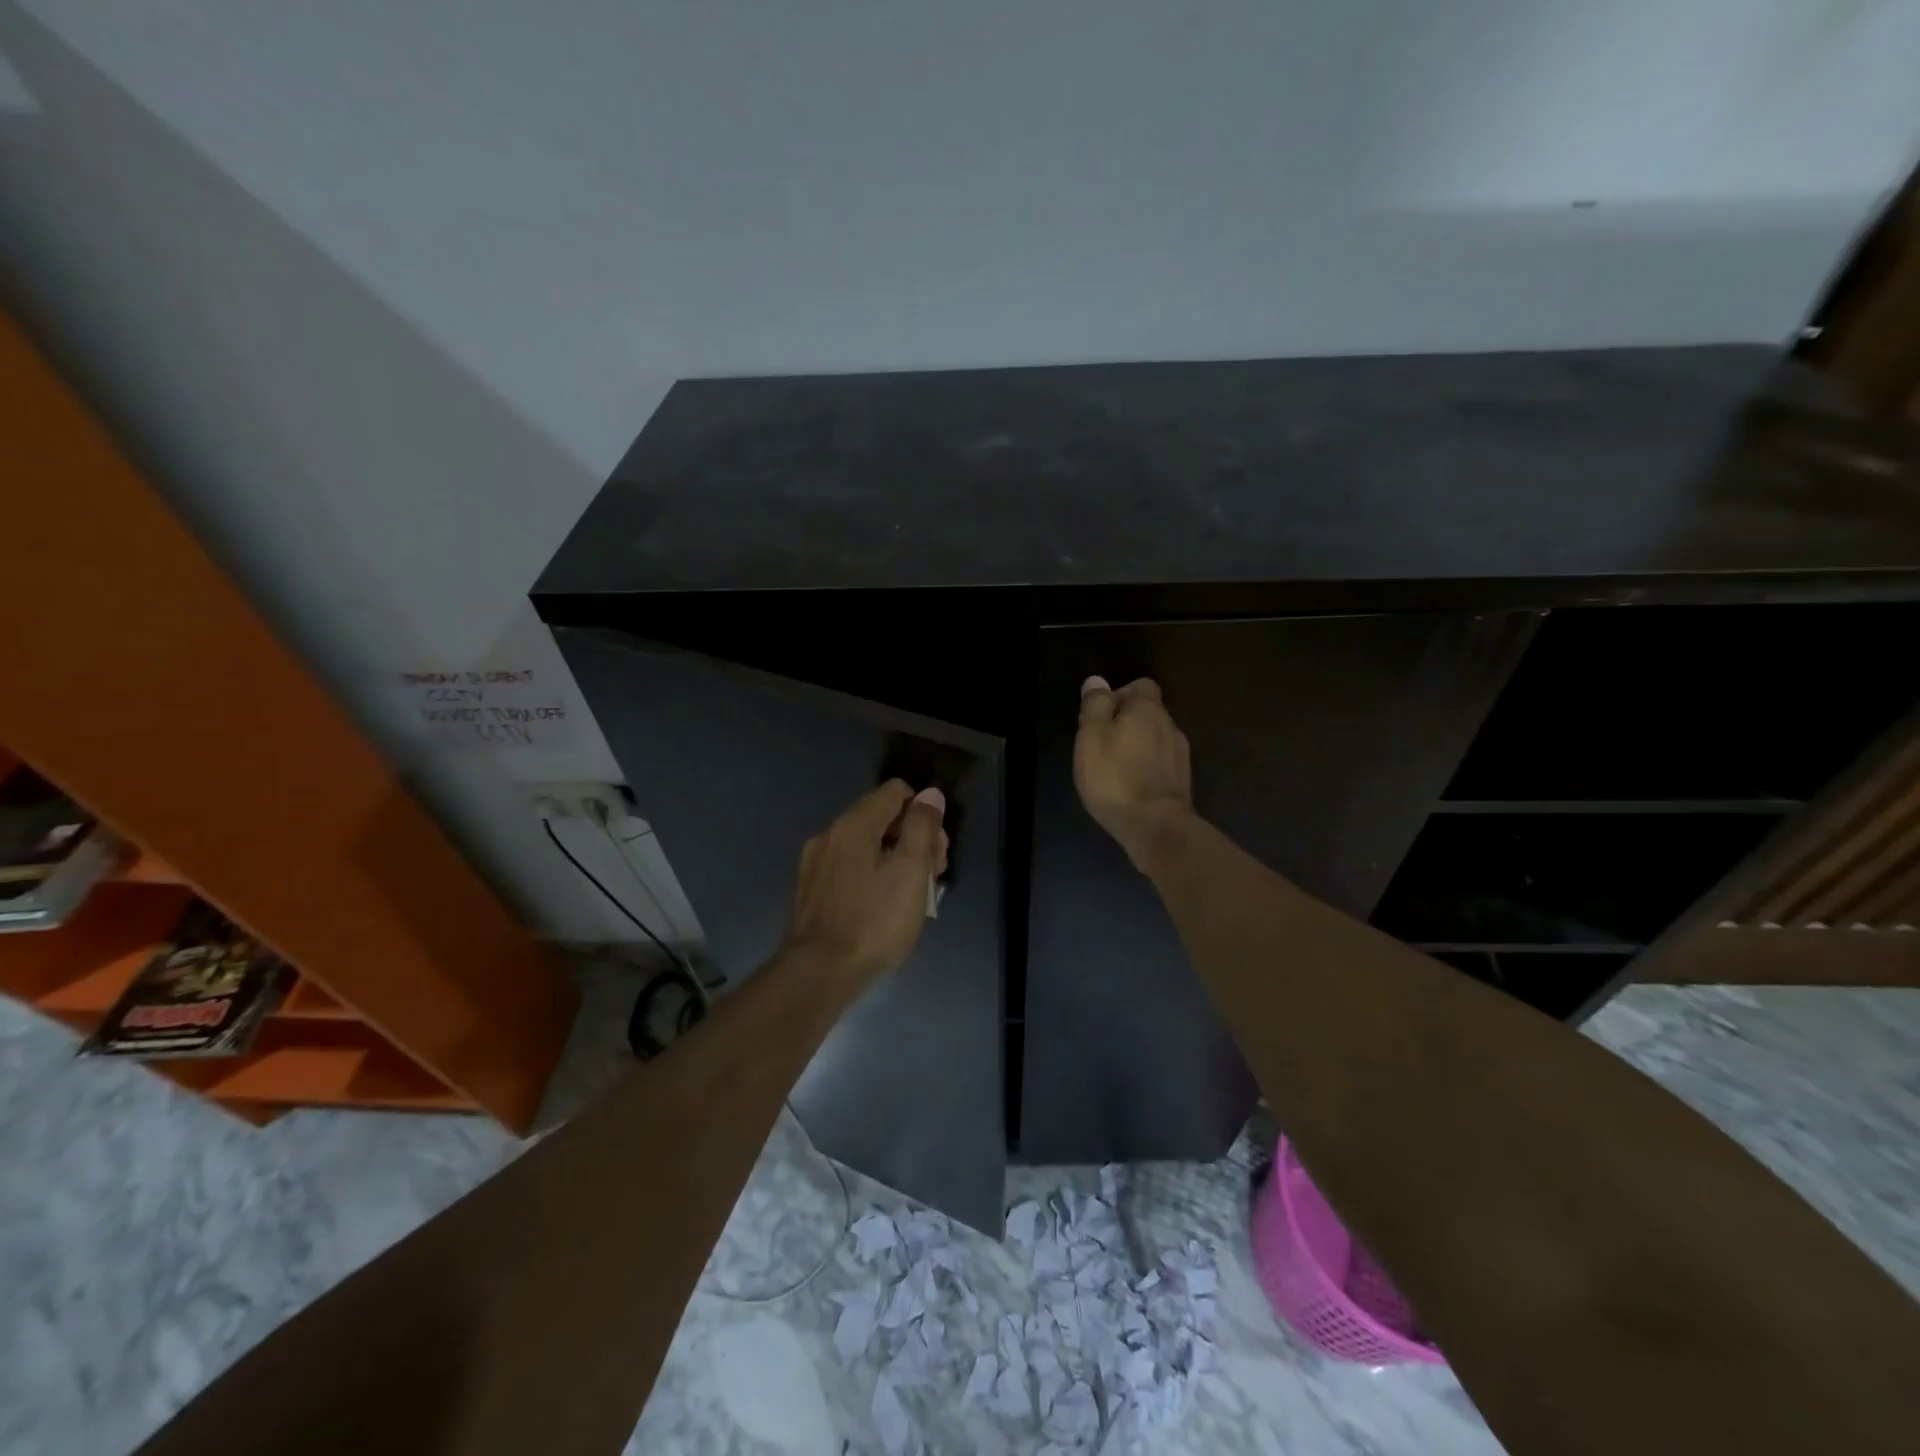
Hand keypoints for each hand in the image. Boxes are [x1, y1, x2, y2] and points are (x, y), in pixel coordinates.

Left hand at [781, 780, 948, 982]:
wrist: (817, 974)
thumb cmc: (873, 922)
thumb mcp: (910, 871)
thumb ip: (921, 827)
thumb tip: (930, 794)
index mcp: (854, 824)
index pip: (895, 792)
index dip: (924, 812)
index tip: (937, 849)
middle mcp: (829, 834)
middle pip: (880, 818)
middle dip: (912, 838)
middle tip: (933, 876)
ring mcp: (814, 863)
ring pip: (864, 845)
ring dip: (894, 859)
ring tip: (911, 896)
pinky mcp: (809, 890)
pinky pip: (848, 867)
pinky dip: (871, 875)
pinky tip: (882, 907)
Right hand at [1074, 675, 1193, 867]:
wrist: (1155, 826)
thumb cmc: (1115, 777)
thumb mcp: (1091, 737)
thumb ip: (1095, 706)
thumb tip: (1097, 681)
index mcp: (1148, 709)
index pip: (1141, 686)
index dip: (1120, 694)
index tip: (1100, 715)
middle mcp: (1170, 725)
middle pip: (1149, 712)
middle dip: (1127, 721)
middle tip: (1102, 743)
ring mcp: (1180, 754)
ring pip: (1156, 738)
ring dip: (1138, 745)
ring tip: (1115, 767)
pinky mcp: (1182, 780)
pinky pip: (1162, 762)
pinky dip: (1147, 766)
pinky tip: (1132, 784)